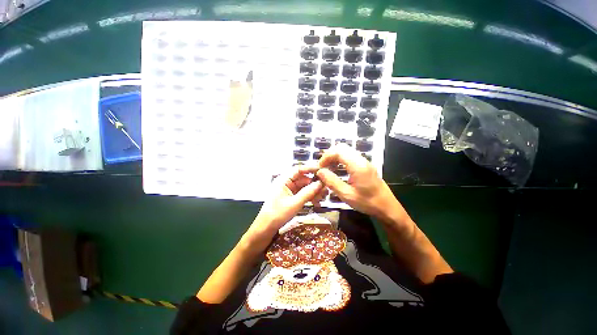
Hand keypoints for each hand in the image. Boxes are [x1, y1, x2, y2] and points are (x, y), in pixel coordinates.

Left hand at [244, 166, 324, 250]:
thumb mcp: (295, 203)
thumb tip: (320, 183)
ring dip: (313, 191)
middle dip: (314, 184)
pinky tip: (317, 203)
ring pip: (304, 187)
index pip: (298, 169)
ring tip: (323, 198)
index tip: (322, 170)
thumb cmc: (278, 214)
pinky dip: (309, 197)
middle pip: (303, 179)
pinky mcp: (291, 197)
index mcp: (283, 180)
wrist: (266, 229)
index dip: (310, 169)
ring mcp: (289, 190)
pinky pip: (302, 194)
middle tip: (326, 189)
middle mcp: (286, 183)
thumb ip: (308, 192)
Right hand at [316, 144, 409, 227]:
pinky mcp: (365, 166)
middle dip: (329, 155)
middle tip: (323, 167)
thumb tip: (320, 172)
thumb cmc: (368, 202)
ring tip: (328, 169)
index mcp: (357, 165)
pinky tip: (337, 170)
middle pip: (342, 147)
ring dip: (335, 157)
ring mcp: (364, 162)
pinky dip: (341, 160)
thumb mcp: (347, 195)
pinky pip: (350, 157)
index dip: (326, 157)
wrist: (387, 207)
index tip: (319, 167)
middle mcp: (361, 160)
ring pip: (346, 151)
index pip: (338, 151)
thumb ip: (332, 182)